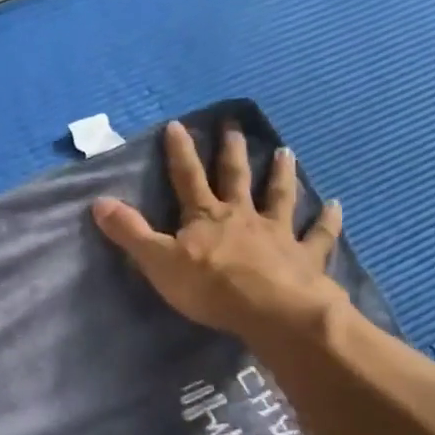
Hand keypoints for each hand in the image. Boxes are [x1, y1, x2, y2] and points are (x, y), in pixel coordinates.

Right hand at [92, 119, 346, 345]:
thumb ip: (130, 233)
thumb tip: (99, 202)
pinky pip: (318, 234)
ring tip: (286, 151)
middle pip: (235, 177)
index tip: (178, 124)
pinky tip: (336, 205)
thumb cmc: (209, 287)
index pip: (187, 177)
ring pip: (279, 196)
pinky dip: (327, 220)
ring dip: (281, 174)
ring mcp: (277, 233)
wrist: (271, 309)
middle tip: (234, 125)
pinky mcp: (304, 256)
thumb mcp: (158, 261)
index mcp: (205, 216)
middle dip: (231, 151)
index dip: (180, 151)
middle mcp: (242, 216)